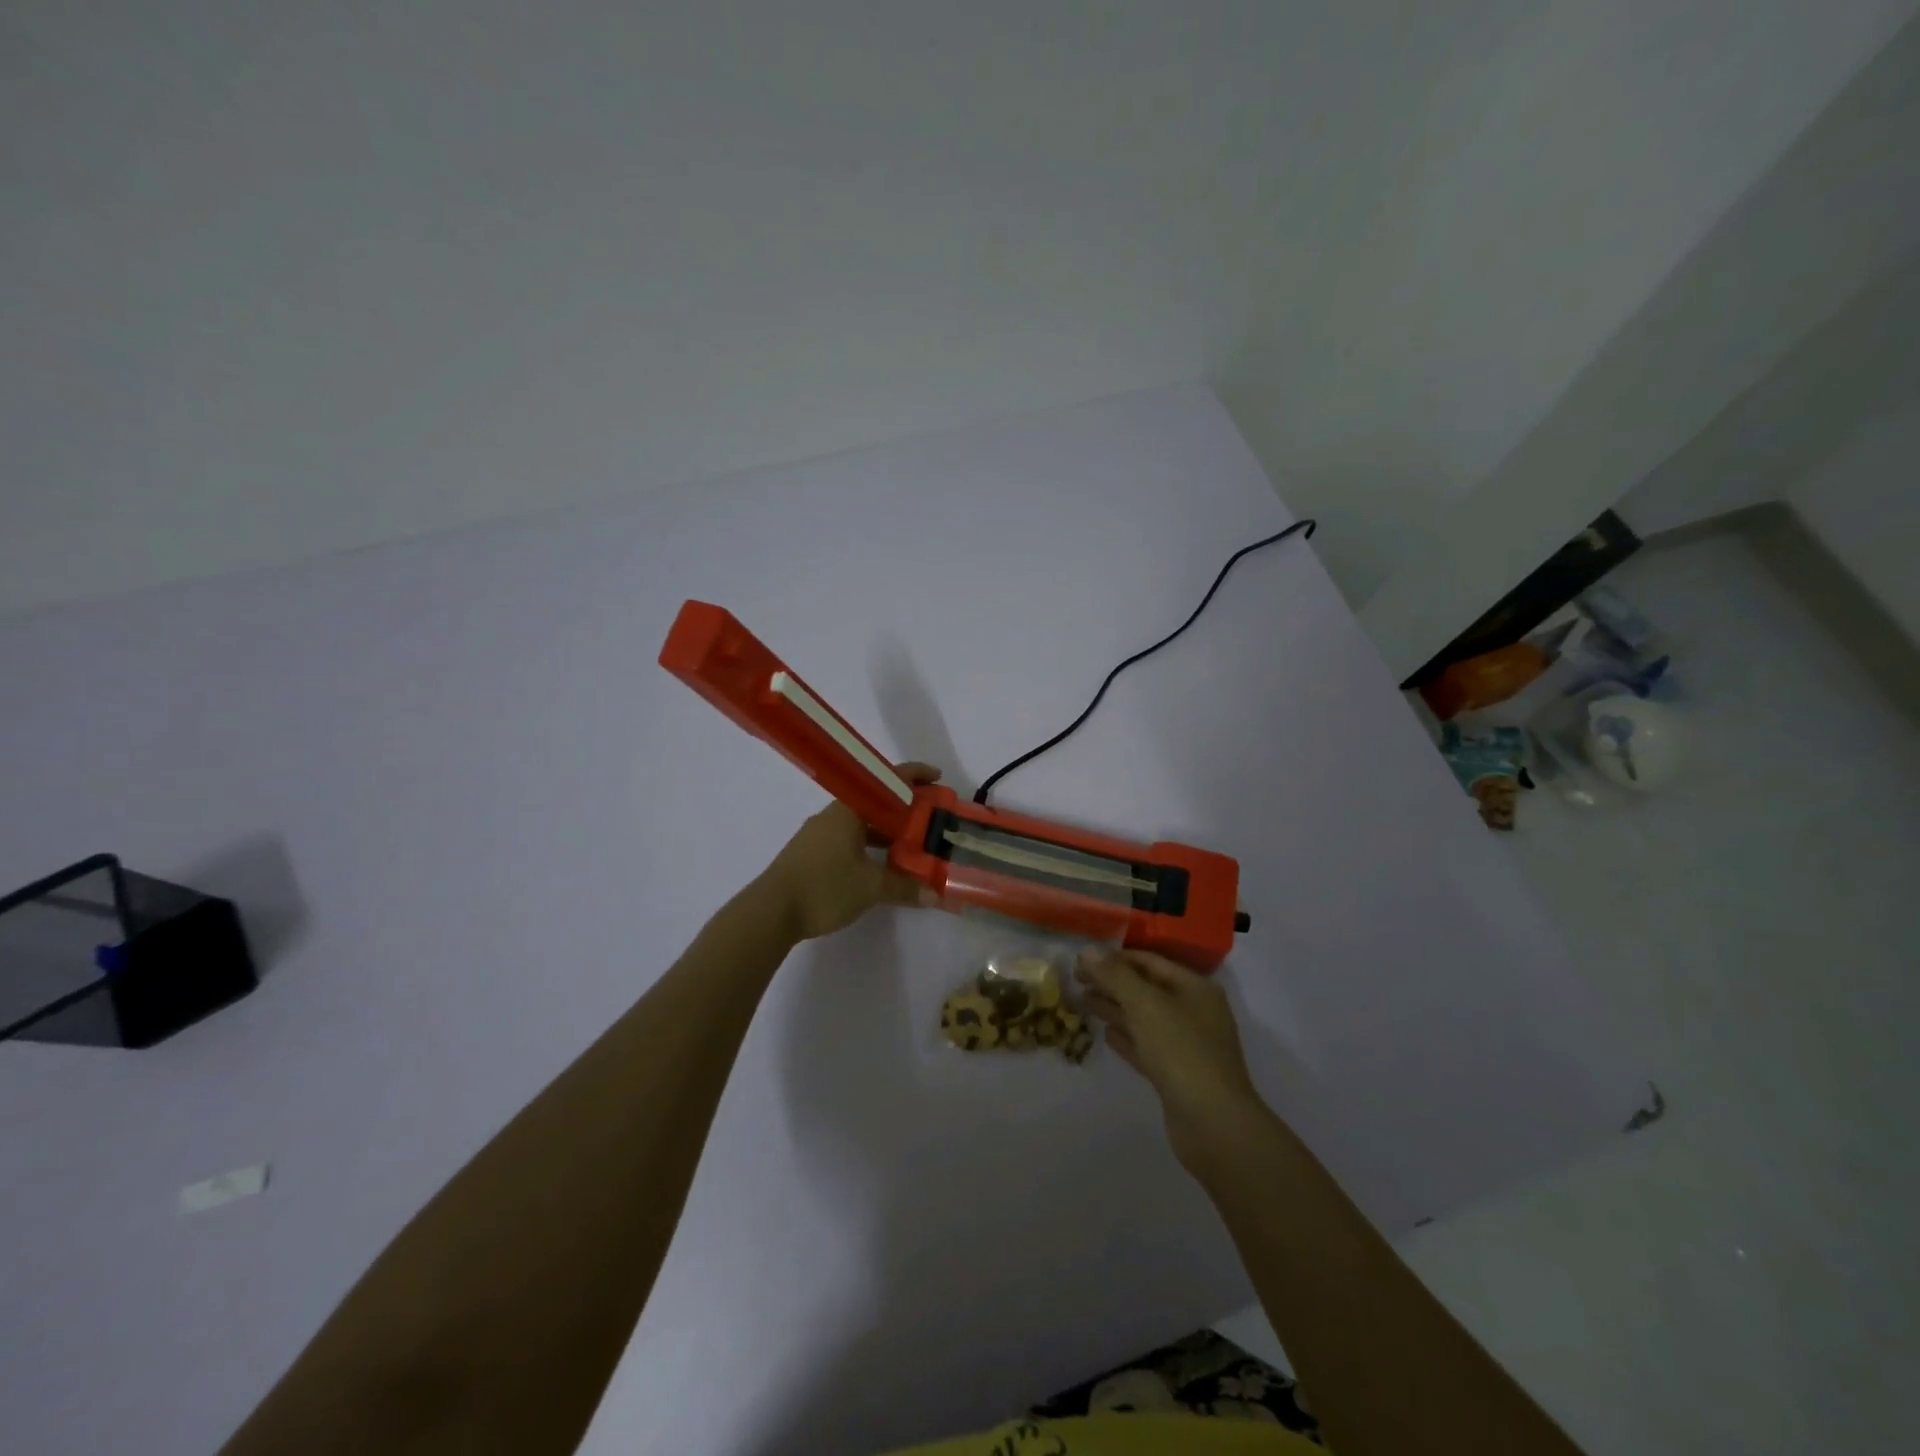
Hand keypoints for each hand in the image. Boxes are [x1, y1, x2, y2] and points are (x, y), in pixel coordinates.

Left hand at [761, 763, 940, 940]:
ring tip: (912, 845)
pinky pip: (849, 840)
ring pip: (861, 824)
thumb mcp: (870, 888)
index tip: (938, 778)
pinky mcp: (812, 854)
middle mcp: (833, 815)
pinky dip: (870, 846)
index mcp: (848, 811)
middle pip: (875, 802)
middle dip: (904, 809)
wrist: (770, 912)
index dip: (914, 776)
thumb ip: (904, 887)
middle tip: (930, 819)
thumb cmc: (823, 887)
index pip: (886, 781)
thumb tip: (936, 895)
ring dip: (887, 831)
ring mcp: (820, 834)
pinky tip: (881, 866)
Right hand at [1076, 948, 1265, 1167]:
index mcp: (1195, 988)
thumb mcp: (1145, 1004)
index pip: (1149, 961)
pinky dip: (1127, 1038)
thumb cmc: (1181, 1051)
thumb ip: (1114, 975)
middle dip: (1112, 983)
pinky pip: (1147, 1047)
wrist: (1213, 1123)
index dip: (1115, 958)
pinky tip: (1106, 1035)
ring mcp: (1188, 1045)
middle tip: (1077, 981)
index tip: (1082, 960)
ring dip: (1115, 1009)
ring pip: (1145, 1018)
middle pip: (1146, 989)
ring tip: (1084, 1002)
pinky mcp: (1178, 1075)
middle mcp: (1194, 1011)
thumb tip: (1086, 950)